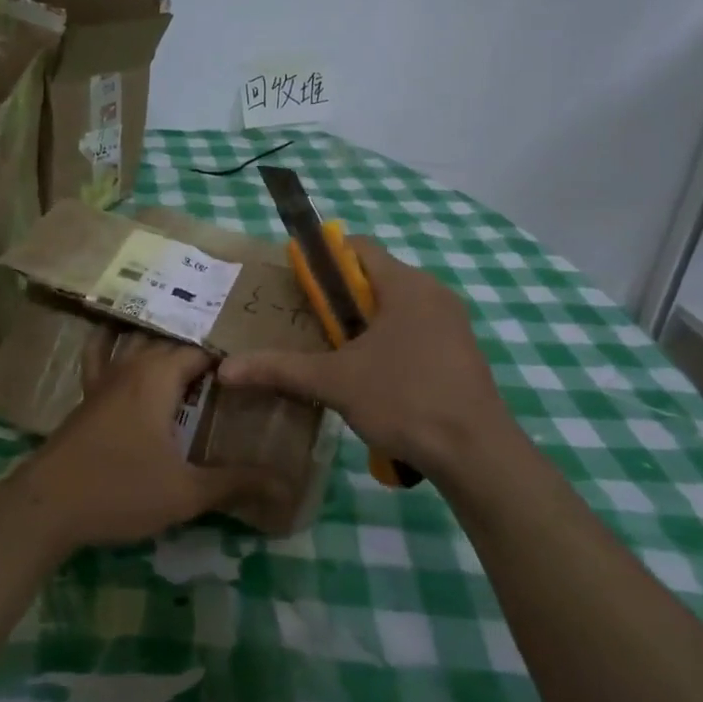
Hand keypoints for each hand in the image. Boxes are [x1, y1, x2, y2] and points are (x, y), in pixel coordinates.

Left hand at [8, 335, 274, 555]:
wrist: (46, 506)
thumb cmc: (120, 491)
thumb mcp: (185, 492)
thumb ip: (236, 483)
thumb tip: (287, 485)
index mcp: (159, 376)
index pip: (203, 351)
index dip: (230, 358)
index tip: (255, 369)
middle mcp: (132, 365)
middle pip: (173, 344)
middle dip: (202, 352)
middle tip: (234, 368)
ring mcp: (104, 377)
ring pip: (139, 344)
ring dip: (165, 346)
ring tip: (193, 356)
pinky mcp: (86, 395)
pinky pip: (101, 355)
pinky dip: (112, 343)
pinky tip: (116, 338)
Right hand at [217, 237, 514, 483]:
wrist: (477, 454)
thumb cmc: (405, 400)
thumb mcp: (335, 382)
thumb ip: (280, 369)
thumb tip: (226, 369)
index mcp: (406, 284)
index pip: (357, 247)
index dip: (322, 258)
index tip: (296, 286)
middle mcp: (433, 292)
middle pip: (375, 278)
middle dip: (338, 298)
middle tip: (307, 325)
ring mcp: (452, 323)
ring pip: (395, 307)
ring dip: (363, 324)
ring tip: (333, 354)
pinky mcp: (460, 351)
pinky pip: (415, 330)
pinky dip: (389, 342)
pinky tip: (372, 377)